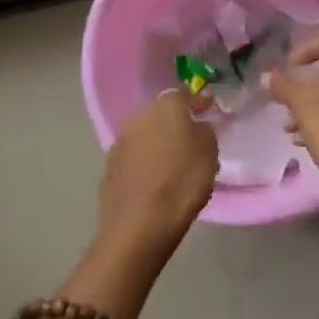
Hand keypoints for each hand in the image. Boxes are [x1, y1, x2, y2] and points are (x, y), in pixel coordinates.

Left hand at [95, 89, 217, 265]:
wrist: (140, 224)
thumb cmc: (182, 182)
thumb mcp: (209, 152)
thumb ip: (204, 131)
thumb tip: (196, 126)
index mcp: (164, 107)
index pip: (181, 94)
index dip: (194, 103)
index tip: (204, 114)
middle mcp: (137, 118)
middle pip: (159, 116)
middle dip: (172, 126)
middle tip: (188, 145)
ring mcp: (119, 143)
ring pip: (143, 138)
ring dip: (155, 147)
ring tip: (170, 169)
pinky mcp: (108, 169)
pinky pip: (132, 161)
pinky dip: (143, 167)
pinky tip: (153, 185)